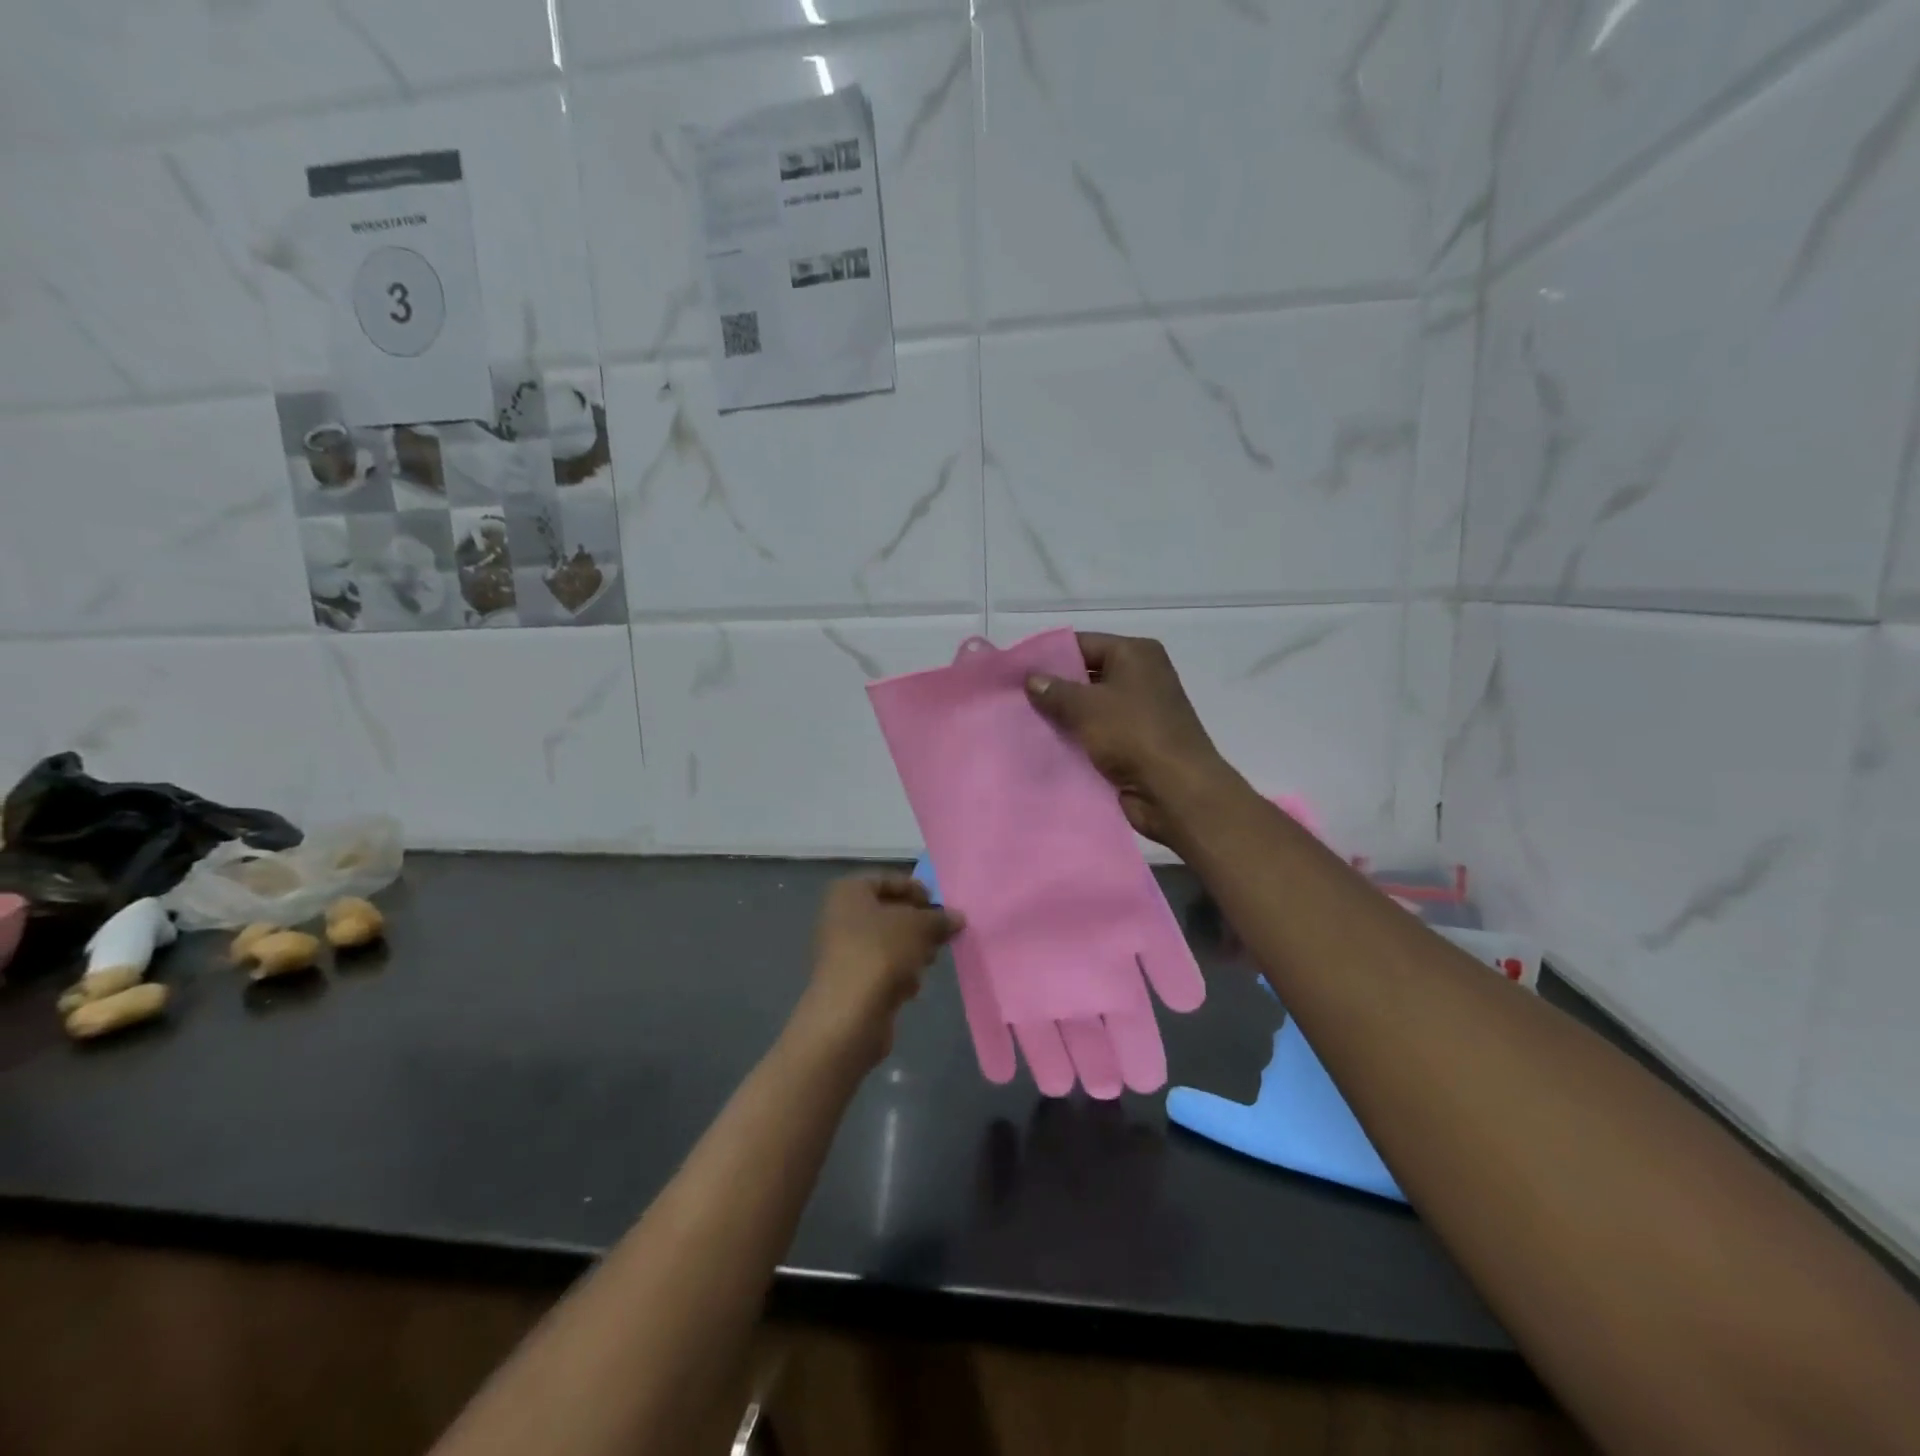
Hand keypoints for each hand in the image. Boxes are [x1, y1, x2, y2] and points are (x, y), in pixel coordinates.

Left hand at [793, 875, 964, 1067]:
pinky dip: (899, 975)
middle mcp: (841, 916)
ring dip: (912, 951)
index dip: (917, 890)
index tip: (940, 906)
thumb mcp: (919, 926)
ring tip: (927, 962)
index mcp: (849, 892)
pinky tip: (909, 988)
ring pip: (889, 943)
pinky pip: (883, 969)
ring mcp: (843, 951)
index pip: (889, 880)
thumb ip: (940, 918)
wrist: (849, 1014)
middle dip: (918, 925)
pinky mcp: (851, 982)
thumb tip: (957, 917)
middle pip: (890, 913)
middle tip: (941, 936)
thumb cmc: (881, 953)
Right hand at [1024, 632, 1229, 844]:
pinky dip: (1075, 739)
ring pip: (1089, 708)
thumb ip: (1054, 690)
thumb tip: (1031, 678)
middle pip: (1086, 675)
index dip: (1049, 656)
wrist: (1175, 791)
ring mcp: (1138, 712)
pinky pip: (1096, 734)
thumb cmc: (1134, 735)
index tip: (1015, 671)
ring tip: (1021, 723)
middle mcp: (1140, 677)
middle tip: (1013, 699)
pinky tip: (1044, 747)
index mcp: (1135, 654)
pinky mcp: (1134, 743)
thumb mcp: (1087, 707)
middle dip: (1052, 689)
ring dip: (1062, 718)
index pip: (1083, 644)